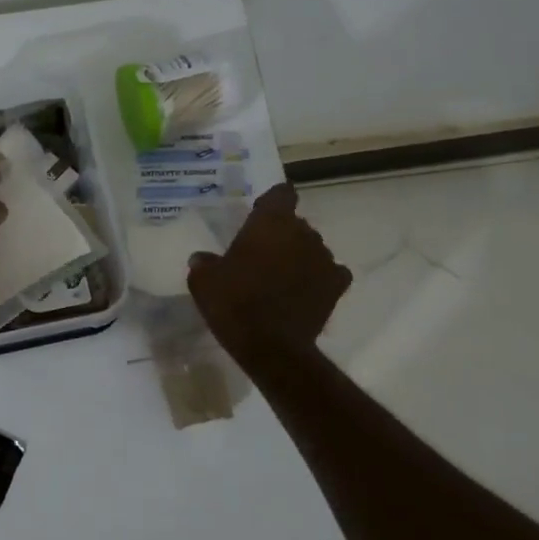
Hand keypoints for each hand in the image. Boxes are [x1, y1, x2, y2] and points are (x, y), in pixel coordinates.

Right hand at [187, 183, 351, 364]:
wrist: (270, 346)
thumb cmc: (233, 303)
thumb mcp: (203, 281)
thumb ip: (204, 262)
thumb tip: (202, 258)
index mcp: (270, 222)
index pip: (281, 193)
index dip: (271, 202)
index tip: (258, 214)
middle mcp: (303, 233)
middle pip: (295, 223)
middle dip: (281, 234)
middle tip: (260, 253)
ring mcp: (324, 258)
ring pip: (312, 247)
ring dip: (298, 255)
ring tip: (280, 276)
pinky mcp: (337, 286)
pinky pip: (330, 272)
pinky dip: (318, 277)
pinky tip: (303, 290)